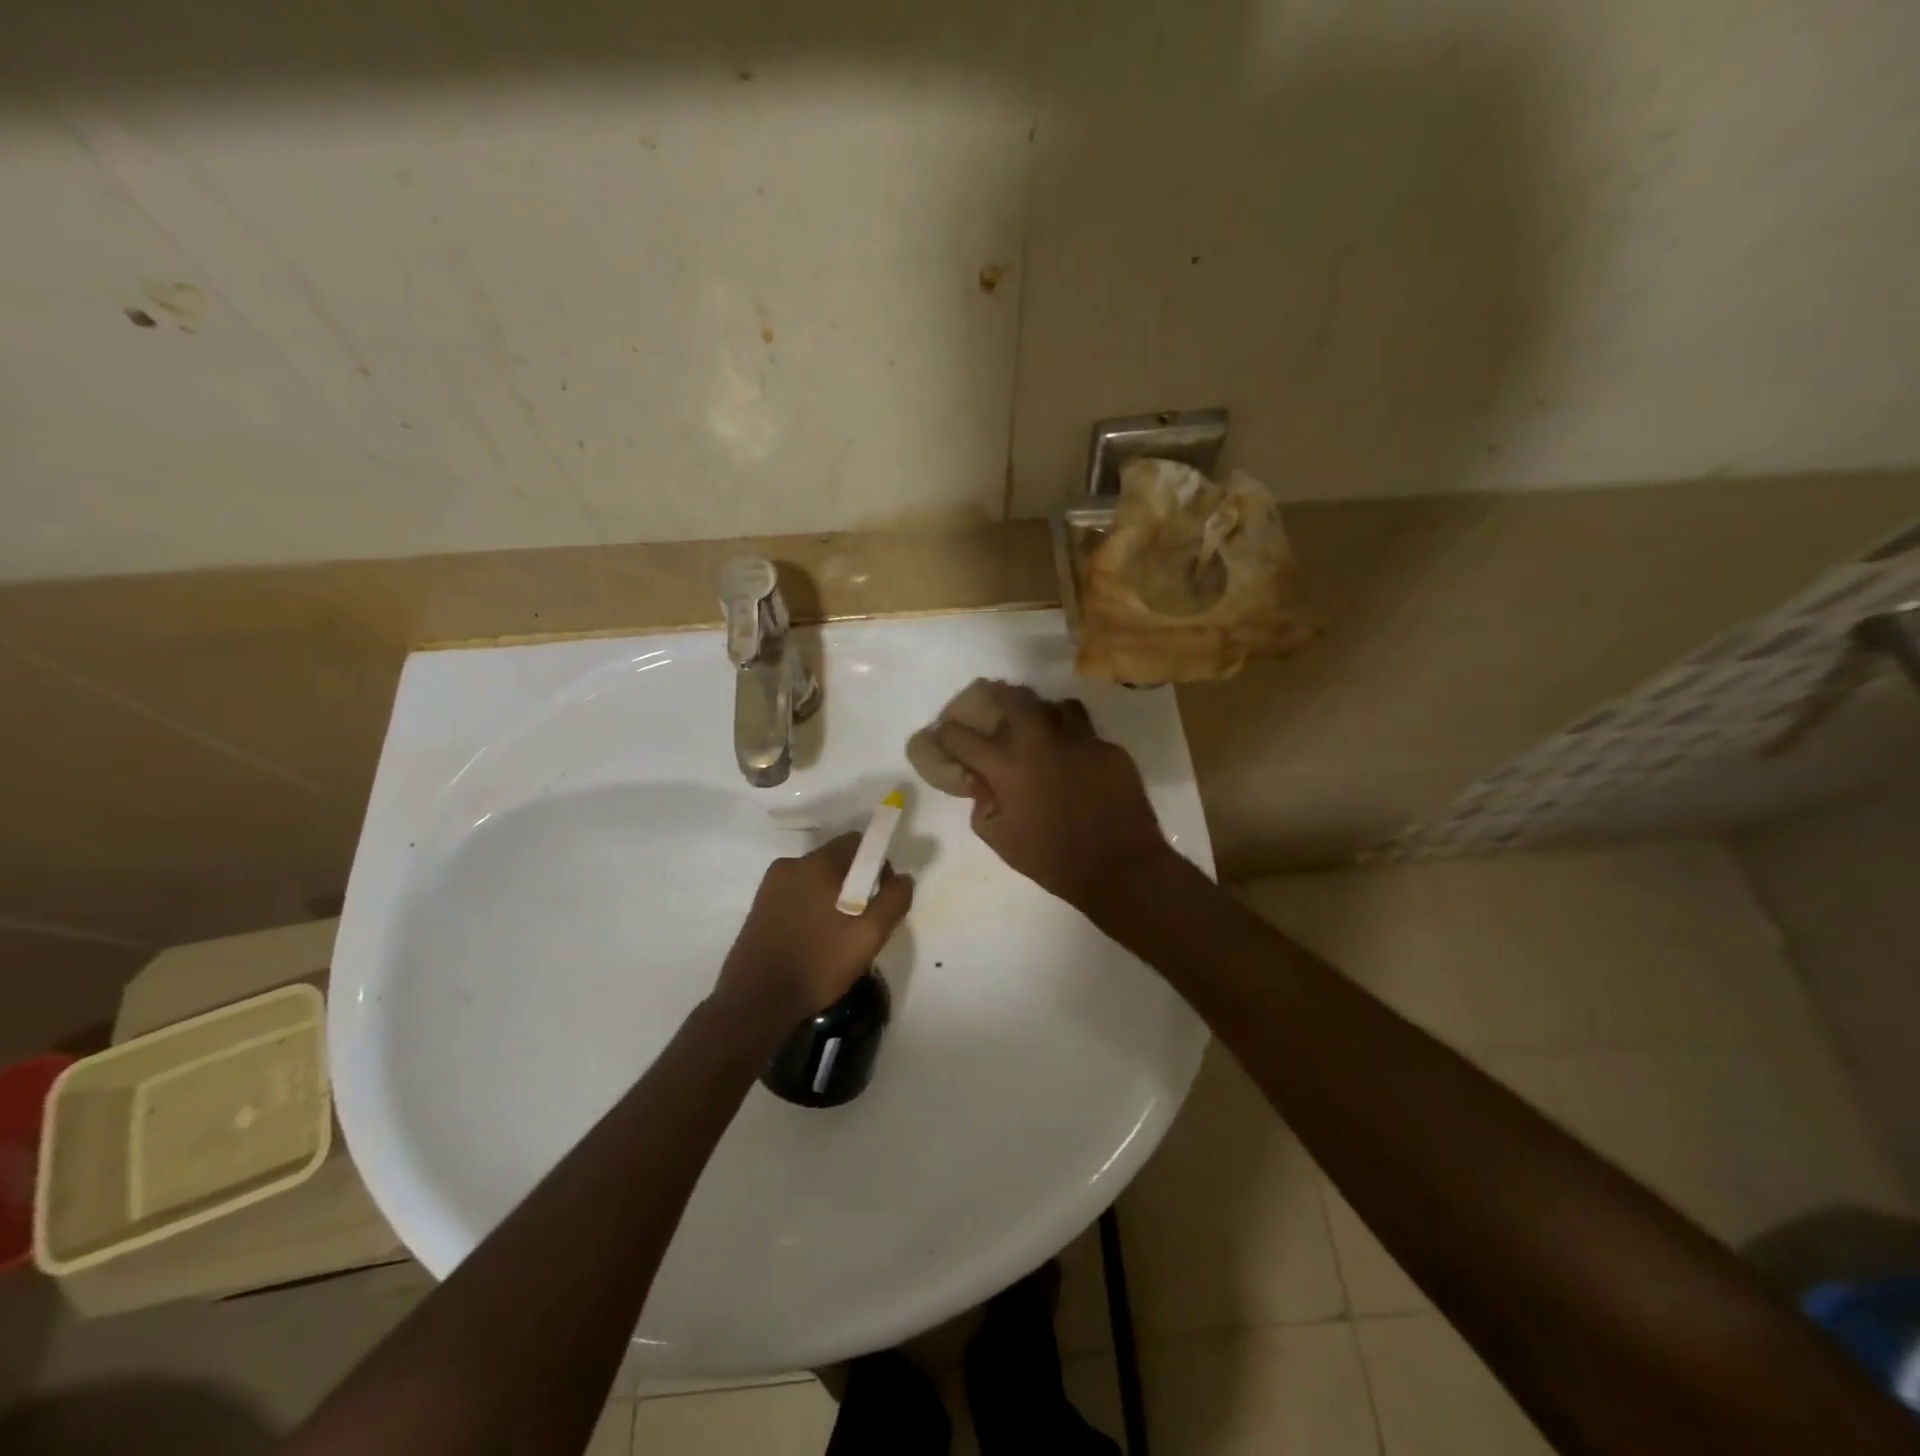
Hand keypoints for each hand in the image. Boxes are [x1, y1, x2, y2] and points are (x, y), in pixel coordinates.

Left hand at [714, 833, 913, 1029]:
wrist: (756, 1001)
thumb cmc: (819, 962)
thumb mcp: (870, 935)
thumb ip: (893, 900)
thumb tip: (903, 878)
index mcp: (817, 864)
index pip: (856, 842)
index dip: (877, 863)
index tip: (881, 896)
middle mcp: (790, 865)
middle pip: (836, 861)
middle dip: (855, 884)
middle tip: (863, 922)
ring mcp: (770, 887)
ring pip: (815, 881)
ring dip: (833, 898)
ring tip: (838, 937)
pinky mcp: (758, 908)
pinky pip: (796, 896)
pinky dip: (811, 910)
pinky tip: (814, 942)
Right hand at [932, 682, 1173, 916]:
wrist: (1120, 867)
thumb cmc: (1053, 860)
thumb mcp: (1002, 841)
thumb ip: (983, 807)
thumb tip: (981, 784)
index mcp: (1007, 767)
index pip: (964, 738)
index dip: (947, 732)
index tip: (943, 731)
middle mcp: (1040, 742)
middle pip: (1013, 698)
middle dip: (997, 695)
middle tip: (994, 700)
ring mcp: (1079, 740)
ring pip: (1056, 706)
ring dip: (1042, 711)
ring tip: (1040, 723)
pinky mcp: (1109, 748)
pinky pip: (1086, 731)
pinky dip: (1074, 738)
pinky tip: (1075, 756)